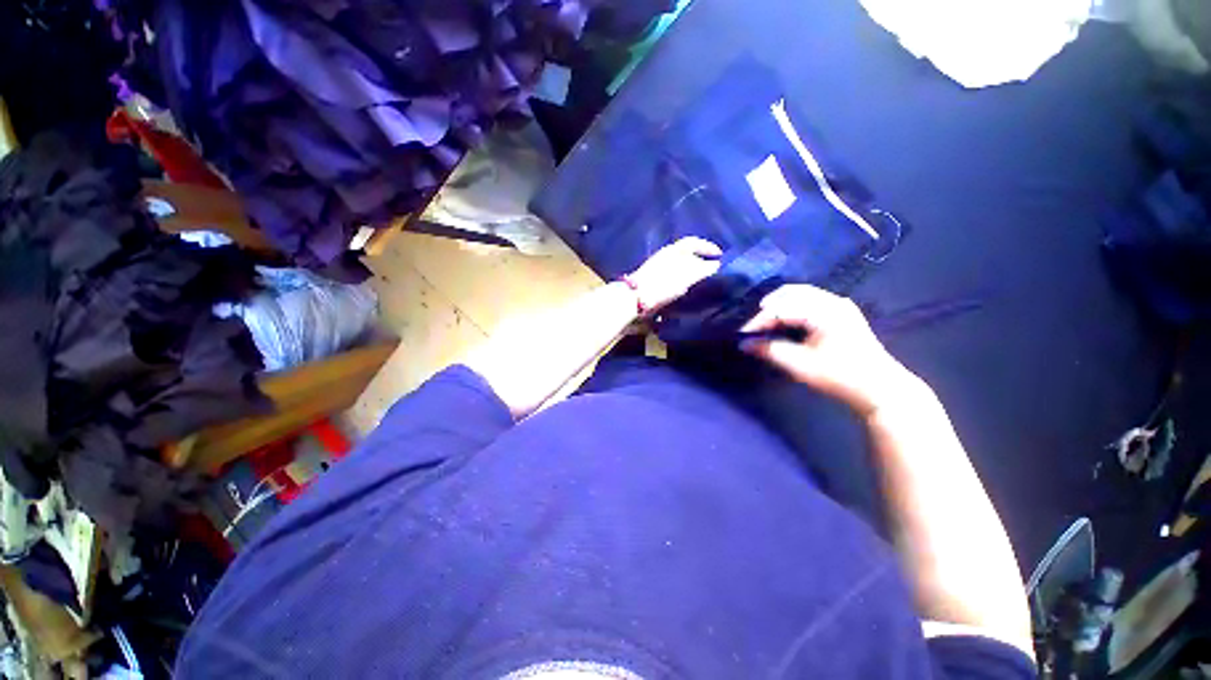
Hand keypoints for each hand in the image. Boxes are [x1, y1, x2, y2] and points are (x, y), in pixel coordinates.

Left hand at [627, 237, 722, 311]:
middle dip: (700, 259)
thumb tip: (716, 265)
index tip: (719, 255)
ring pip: (679, 264)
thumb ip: (702, 269)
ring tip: (702, 280)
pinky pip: (673, 274)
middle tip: (712, 269)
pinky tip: (686, 288)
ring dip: (691, 269)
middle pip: (686, 253)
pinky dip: (683, 278)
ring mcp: (657, 267)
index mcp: (673, 251)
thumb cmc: (662, 285)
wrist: (634, 298)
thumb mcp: (685, 277)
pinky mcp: (652, 279)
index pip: (693, 242)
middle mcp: (664, 255)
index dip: (707, 247)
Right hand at [740, 285, 921, 415]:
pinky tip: (785, 321)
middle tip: (754, 328)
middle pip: (791, 293)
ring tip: (766, 324)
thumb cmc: (840, 376)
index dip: (759, 321)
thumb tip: (744, 344)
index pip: (781, 308)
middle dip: (768, 308)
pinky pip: (810, 300)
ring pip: (800, 294)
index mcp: (824, 311)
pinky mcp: (842, 312)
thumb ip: (770, 350)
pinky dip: (792, 307)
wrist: (880, 389)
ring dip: (779, 305)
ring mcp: (839, 305)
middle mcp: (832, 301)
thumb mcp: (801, 365)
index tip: (743, 335)